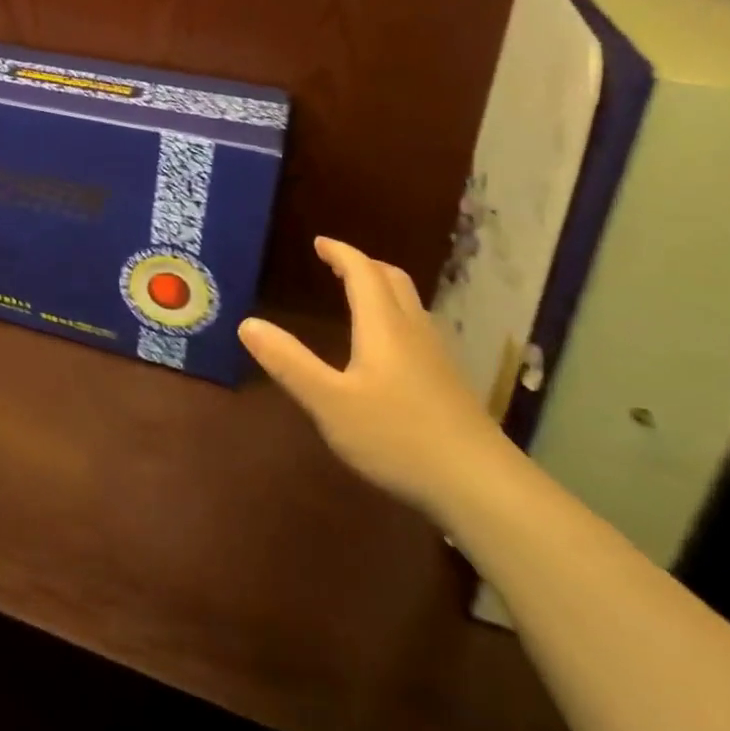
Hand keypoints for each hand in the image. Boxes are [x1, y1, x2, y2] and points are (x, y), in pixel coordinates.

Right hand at [240, 236, 513, 521]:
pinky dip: (396, 316)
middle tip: (336, 264)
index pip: (362, 273)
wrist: (482, 487)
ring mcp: (437, 357)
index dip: (340, 253)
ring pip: (410, 305)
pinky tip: (388, 347)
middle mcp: (413, 331)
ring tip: (359, 296)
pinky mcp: (449, 383)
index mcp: (383, 327)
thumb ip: (288, 363)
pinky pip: (418, 328)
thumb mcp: (329, 402)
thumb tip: (247, 323)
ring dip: (382, 289)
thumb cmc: (398, 438)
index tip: (319, 242)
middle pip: (393, 281)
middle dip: (364, 265)